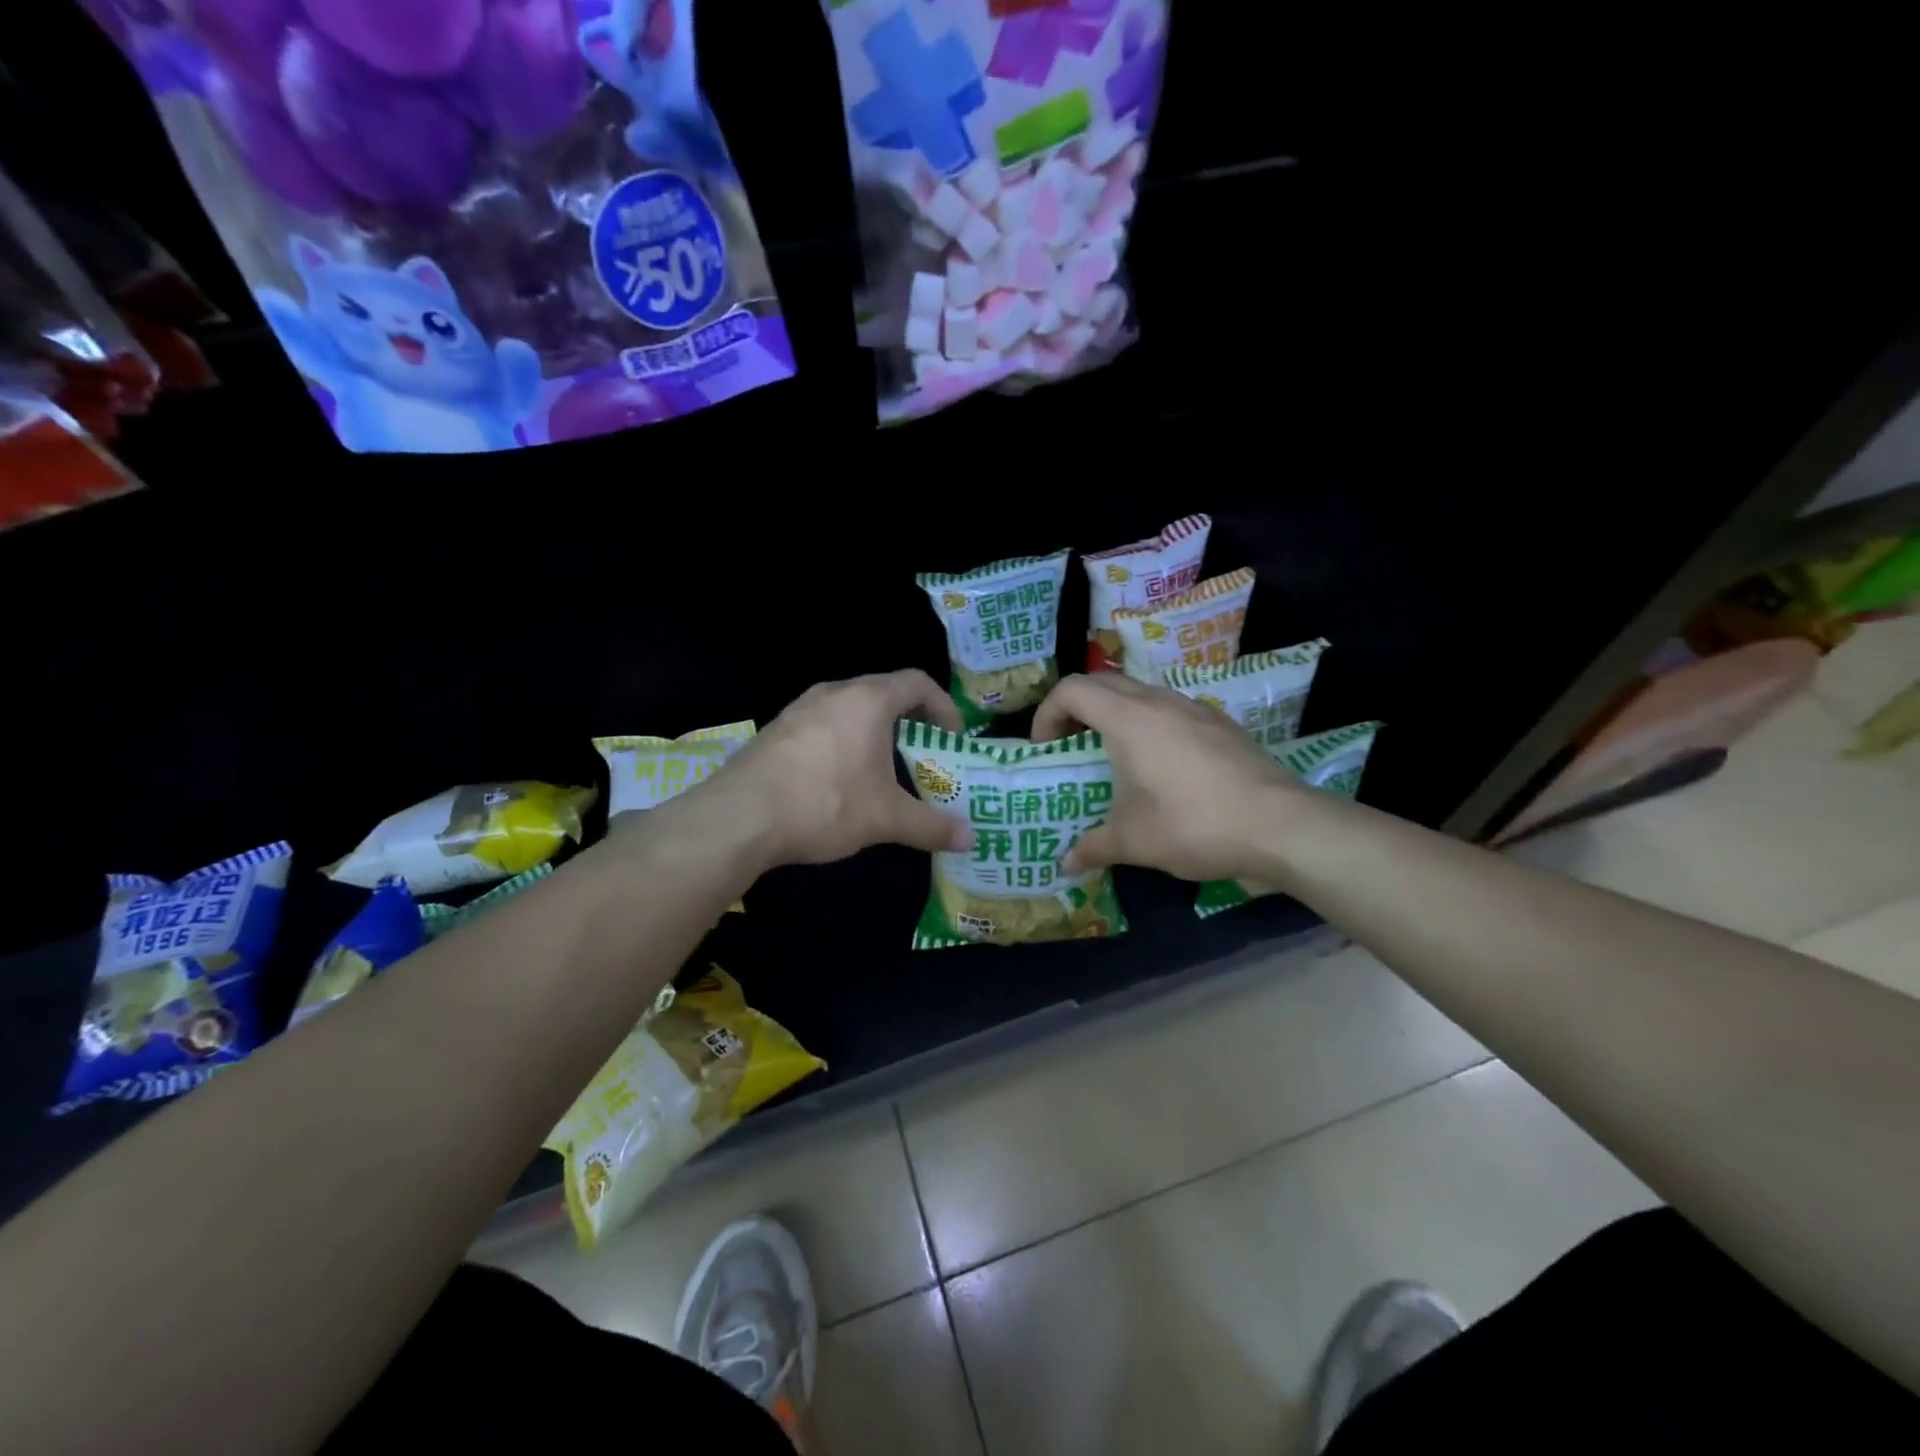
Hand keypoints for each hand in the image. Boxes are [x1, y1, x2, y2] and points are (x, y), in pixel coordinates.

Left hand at [696, 670, 975, 871]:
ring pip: (850, 708)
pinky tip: (839, 779)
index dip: (944, 706)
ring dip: (874, 731)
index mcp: (868, 700)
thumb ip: (931, 825)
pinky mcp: (777, 730)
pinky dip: (844, 741)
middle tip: (924, 754)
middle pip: (884, 692)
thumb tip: (970, 839)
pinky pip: (823, 725)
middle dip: (910, 721)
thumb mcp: (886, 818)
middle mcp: (834, 692)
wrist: (740, 816)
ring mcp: (800, 708)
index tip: (953, 738)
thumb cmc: (826, 803)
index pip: (918, 682)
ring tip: (884, 768)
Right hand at [1032, 674, 1305, 880]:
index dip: (1047, 714)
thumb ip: (1092, 847)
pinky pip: (1170, 709)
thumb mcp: (1132, 842)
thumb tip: (1065, 865)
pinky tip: (1161, 767)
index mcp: (1128, 718)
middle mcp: (1159, 701)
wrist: (1280, 825)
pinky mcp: (1220, 723)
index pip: (1072, 690)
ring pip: (1140, 693)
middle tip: (1070, 747)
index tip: (1046, 750)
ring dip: (1115, 714)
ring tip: (1113, 756)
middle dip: (1076, 710)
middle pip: (1103, 683)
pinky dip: (1149, 724)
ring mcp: (1194, 708)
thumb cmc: (1193, 825)